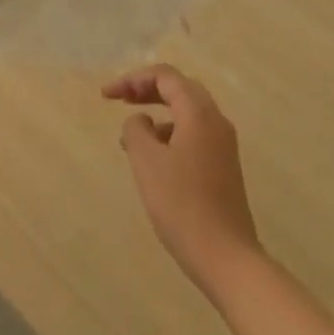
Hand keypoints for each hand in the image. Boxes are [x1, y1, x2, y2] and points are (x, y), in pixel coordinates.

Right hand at [104, 64, 260, 292]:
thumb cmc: (182, 205)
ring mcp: (223, 144)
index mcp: (198, 112)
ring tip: (132, 135)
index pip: (164, 76)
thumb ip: (136, 130)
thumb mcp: (147, 162)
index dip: (132, 79)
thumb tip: (139, 120)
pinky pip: (194, 134)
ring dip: (158, 113)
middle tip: (121, 100)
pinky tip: (155, 160)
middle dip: (147, 89)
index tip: (106, 96)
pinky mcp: (224, 167)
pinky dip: (171, 134)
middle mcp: (215, 120)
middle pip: (179, 88)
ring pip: (187, 112)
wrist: (227, 258)